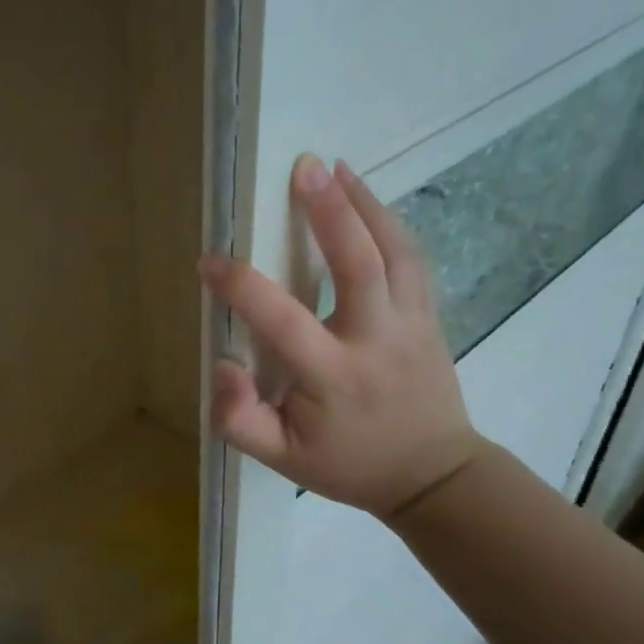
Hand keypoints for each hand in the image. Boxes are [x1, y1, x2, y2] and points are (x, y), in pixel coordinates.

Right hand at [197, 154, 484, 518]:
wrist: (433, 475)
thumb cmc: (347, 464)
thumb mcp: (282, 460)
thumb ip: (240, 419)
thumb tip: (222, 366)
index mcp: (332, 377)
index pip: (281, 320)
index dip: (241, 286)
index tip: (210, 261)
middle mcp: (376, 341)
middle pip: (359, 264)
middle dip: (331, 212)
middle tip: (305, 168)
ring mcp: (412, 325)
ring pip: (396, 252)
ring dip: (366, 205)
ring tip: (336, 169)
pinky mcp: (430, 317)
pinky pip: (414, 259)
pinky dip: (391, 223)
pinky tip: (368, 198)